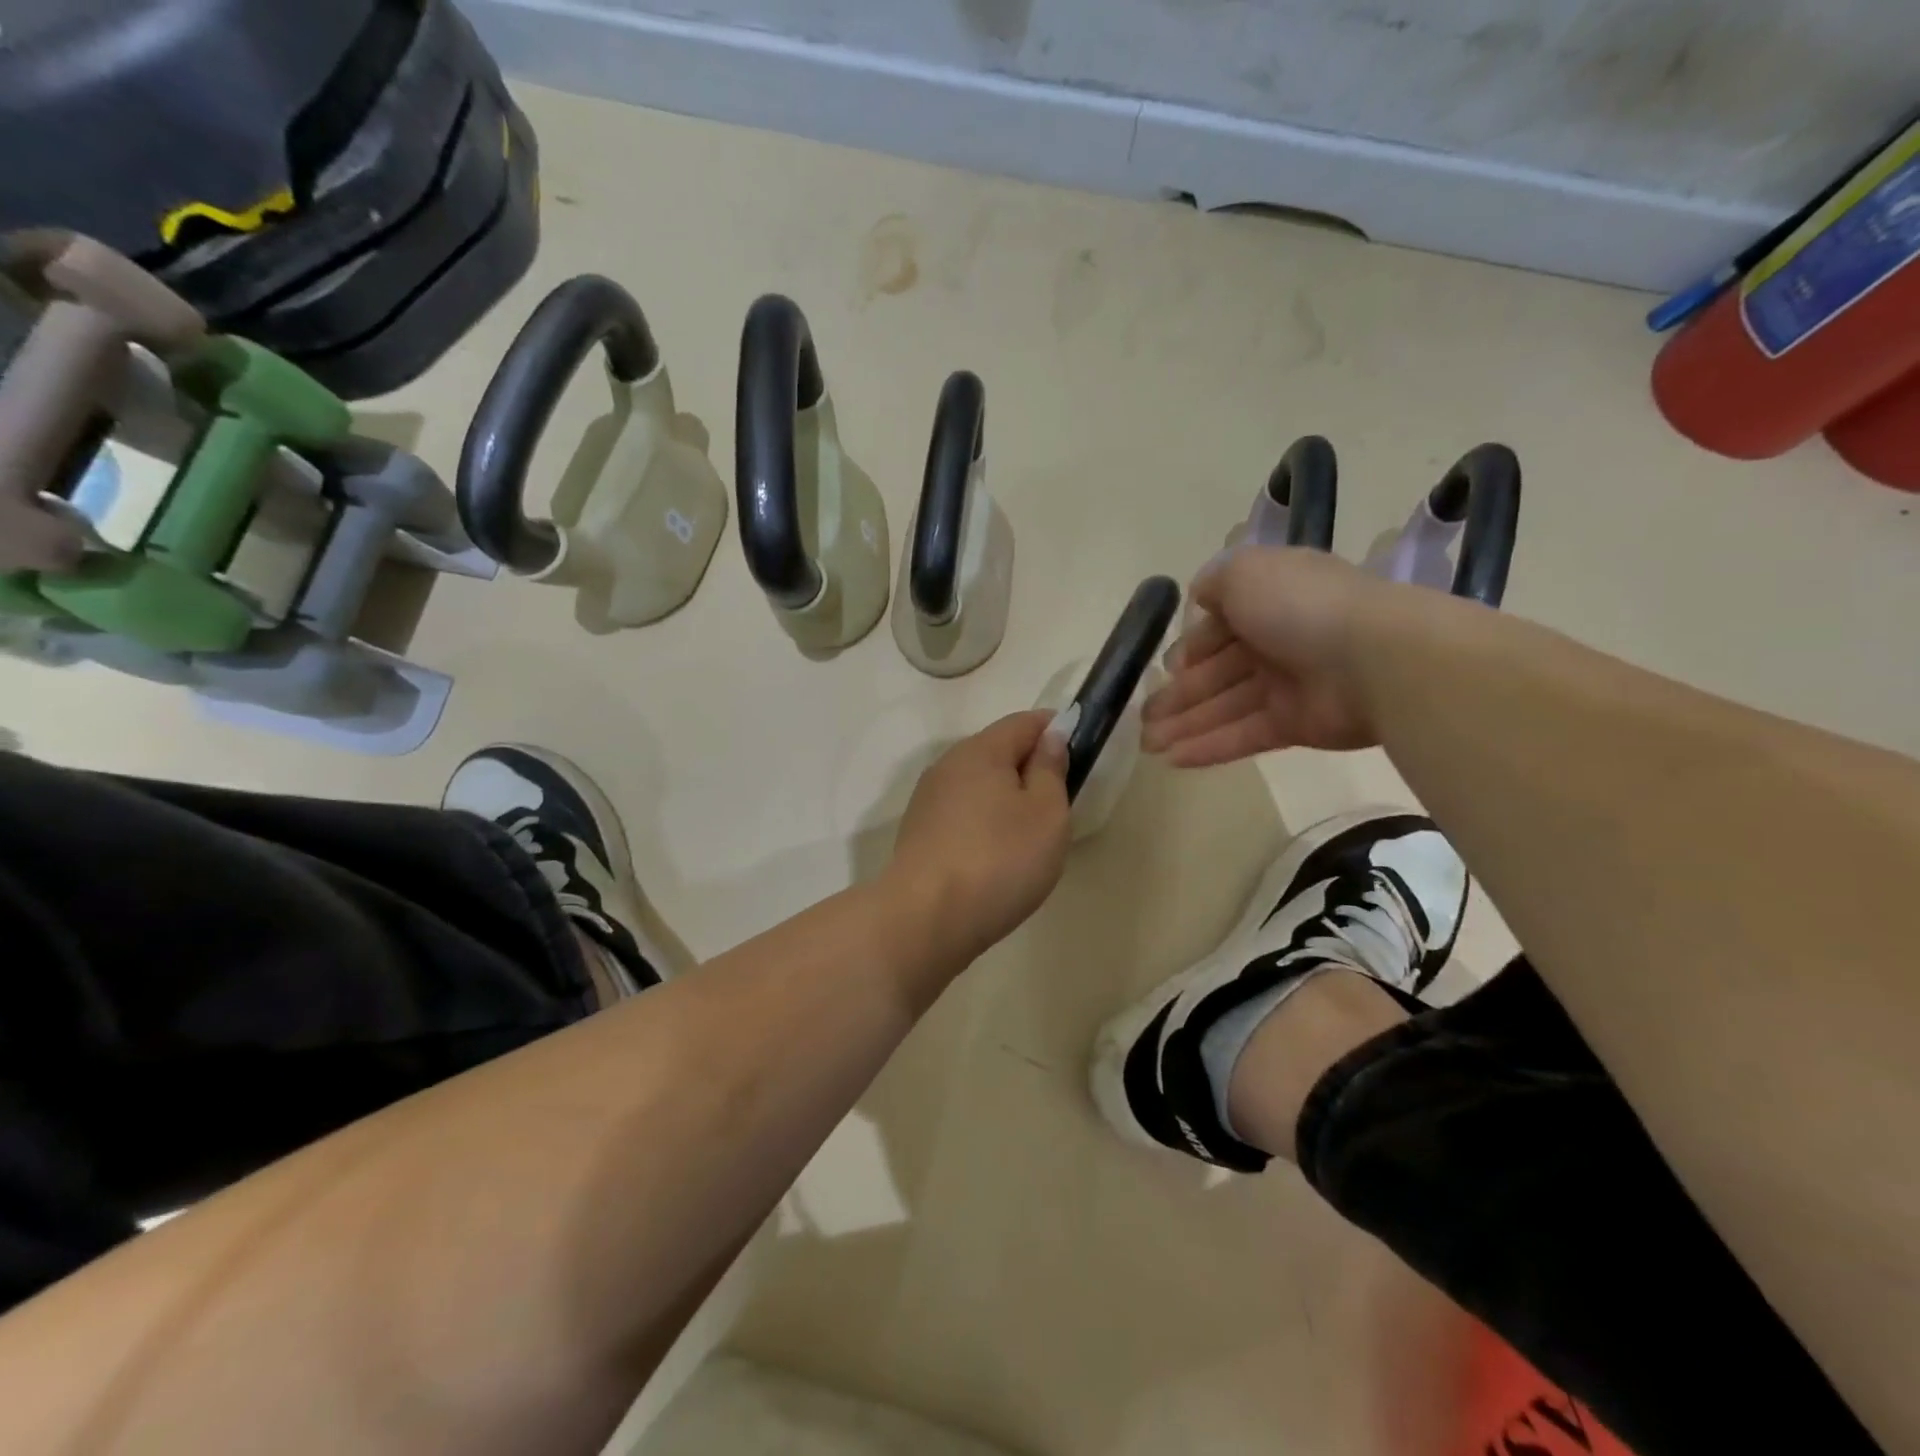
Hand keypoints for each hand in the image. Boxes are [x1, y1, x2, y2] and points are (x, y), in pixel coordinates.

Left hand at [888, 711, 1071, 966]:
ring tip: (1029, 835)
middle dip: (1030, 767)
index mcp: (981, 750)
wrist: (926, 919)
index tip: (1080, 751)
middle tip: (1059, 802)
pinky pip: (962, 813)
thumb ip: (1051, 769)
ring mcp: (928, 800)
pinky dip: (984, 822)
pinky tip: (995, 855)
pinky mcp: (919, 832)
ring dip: (1006, 798)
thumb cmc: (1000, 860)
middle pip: (997, 751)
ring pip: (978, 784)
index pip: (1024, 721)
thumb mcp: (1046, 813)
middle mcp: (948, 765)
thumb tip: (1050, 736)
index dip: (1055, 729)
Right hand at [1142, 547, 1391, 764]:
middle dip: (1177, 695)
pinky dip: (1208, 748)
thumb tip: (1198, 597)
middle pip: (1217, 673)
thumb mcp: (1246, 573)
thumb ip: (1216, 582)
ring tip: (1147, 745)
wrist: (1375, 658)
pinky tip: (1172, 760)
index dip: (1191, 648)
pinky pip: (1243, 735)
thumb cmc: (1300, 607)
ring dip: (1184, 726)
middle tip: (1143, 720)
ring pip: (1224, 708)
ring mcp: (1287, 686)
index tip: (1166, 669)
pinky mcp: (1296, 725)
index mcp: (1269, 602)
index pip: (1220, 628)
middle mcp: (1277, 642)